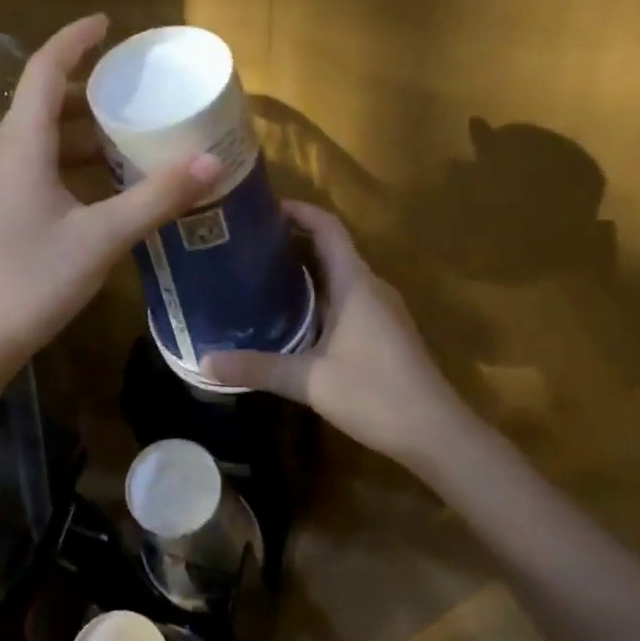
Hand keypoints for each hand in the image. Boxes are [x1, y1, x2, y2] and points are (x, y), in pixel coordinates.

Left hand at [0, 15, 222, 373]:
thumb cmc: (31, 281)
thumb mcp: (102, 238)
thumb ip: (156, 198)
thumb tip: (210, 162)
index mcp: (19, 145)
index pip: (43, 70)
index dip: (74, 40)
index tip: (108, 24)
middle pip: (41, 102)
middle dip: (86, 91)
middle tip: (132, 91)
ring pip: (37, 139)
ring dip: (78, 132)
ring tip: (125, 138)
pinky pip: (31, 167)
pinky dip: (66, 163)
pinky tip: (98, 187)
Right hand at [202, 203, 471, 469]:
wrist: (435, 432)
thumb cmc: (375, 394)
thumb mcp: (308, 380)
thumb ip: (257, 367)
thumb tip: (204, 362)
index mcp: (355, 283)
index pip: (327, 227)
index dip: (297, 210)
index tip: (260, 208)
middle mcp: (370, 286)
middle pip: (330, 247)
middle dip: (291, 240)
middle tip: (246, 245)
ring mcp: (381, 309)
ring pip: (338, 274)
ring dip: (304, 269)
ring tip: (259, 275)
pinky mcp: (384, 330)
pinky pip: (346, 296)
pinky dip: (318, 294)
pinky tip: (292, 316)